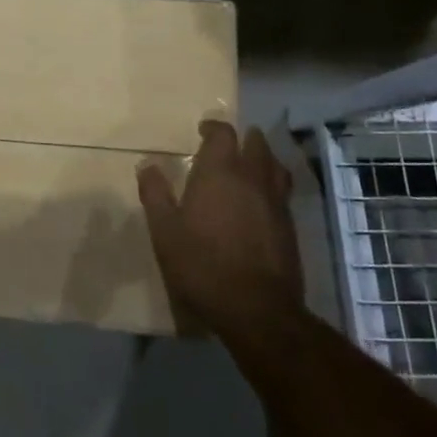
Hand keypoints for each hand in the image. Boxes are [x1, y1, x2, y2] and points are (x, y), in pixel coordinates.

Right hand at [137, 120, 303, 334]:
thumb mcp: (165, 231)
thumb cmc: (202, 264)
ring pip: (275, 168)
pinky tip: (262, 203)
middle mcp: (252, 179)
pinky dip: (272, 188)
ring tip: (253, 165)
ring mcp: (276, 203)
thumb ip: (155, 194)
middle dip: (245, 139)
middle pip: (257, 145)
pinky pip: (283, 194)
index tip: (203, 130)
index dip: (214, 127)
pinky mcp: (290, 228)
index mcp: (220, 172)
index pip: (223, 134)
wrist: (256, 309)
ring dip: (264, 160)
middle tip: (230, 145)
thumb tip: (146, 165)